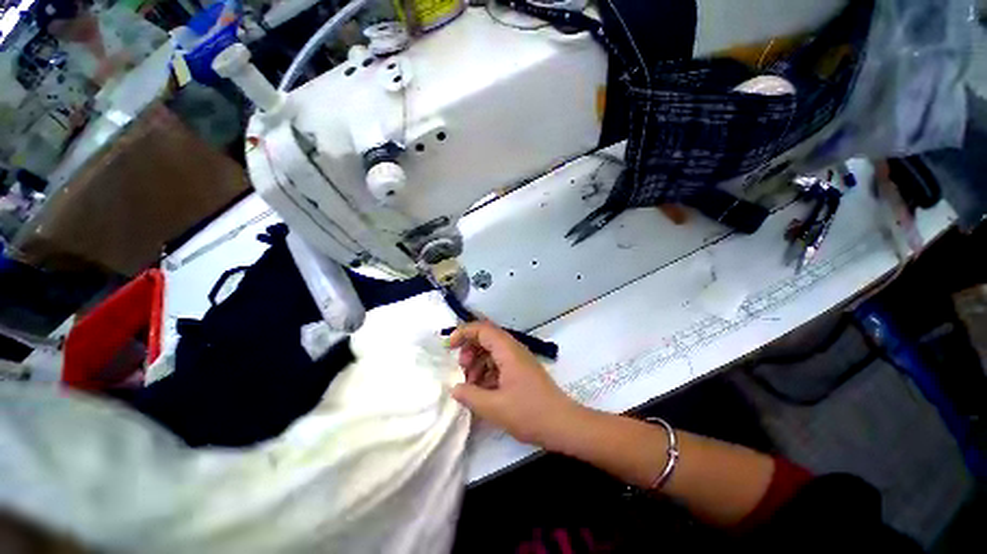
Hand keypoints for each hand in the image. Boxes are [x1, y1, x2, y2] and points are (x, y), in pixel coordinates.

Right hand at [448, 322, 583, 448]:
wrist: (563, 424)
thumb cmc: (529, 413)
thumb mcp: (494, 407)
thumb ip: (470, 395)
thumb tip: (454, 388)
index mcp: (508, 351)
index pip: (482, 329)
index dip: (463, 333)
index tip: (449, 347)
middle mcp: (514, 350)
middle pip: (487, 338)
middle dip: (469, 350)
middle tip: (462, 369)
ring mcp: (519, 360)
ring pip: (492, 352)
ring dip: (478, 363)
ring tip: (470, 384)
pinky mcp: (522, 371)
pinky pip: (500, 364)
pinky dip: (487, 372)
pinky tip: (483, 391)